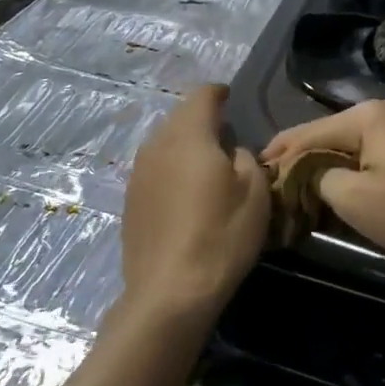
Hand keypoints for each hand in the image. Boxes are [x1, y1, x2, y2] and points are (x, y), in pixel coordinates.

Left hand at [121, 84, 270, 321]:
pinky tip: (184, 193)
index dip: (219, 93)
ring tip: (205, 164)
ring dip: (184, 145)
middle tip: (224, 135)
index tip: (230, 98)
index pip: (202, 96)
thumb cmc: (220, 236)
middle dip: (201, 119)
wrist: (169, 292)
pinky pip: (154, 169)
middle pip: (180, 118)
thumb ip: (245, 158)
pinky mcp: (130, 200)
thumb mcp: (255, 193)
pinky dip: (171, 170)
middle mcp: (157, 144)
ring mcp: (138, 173)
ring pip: (164, 144)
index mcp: (189, 135)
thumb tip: (231, 151)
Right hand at [262, 96, 384, 264]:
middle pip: (333, 129)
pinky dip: (357, 157)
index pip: (311, 131)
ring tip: (303, 172)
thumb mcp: (355, 200)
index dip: (282, 150)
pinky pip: (377, 143)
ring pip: (355, 136)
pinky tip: (343, 169)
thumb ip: (319, 178)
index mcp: (369, 114)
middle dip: (304, 151)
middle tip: (276, 170)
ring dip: (330, 154)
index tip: (257, 165)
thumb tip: (309, 172)